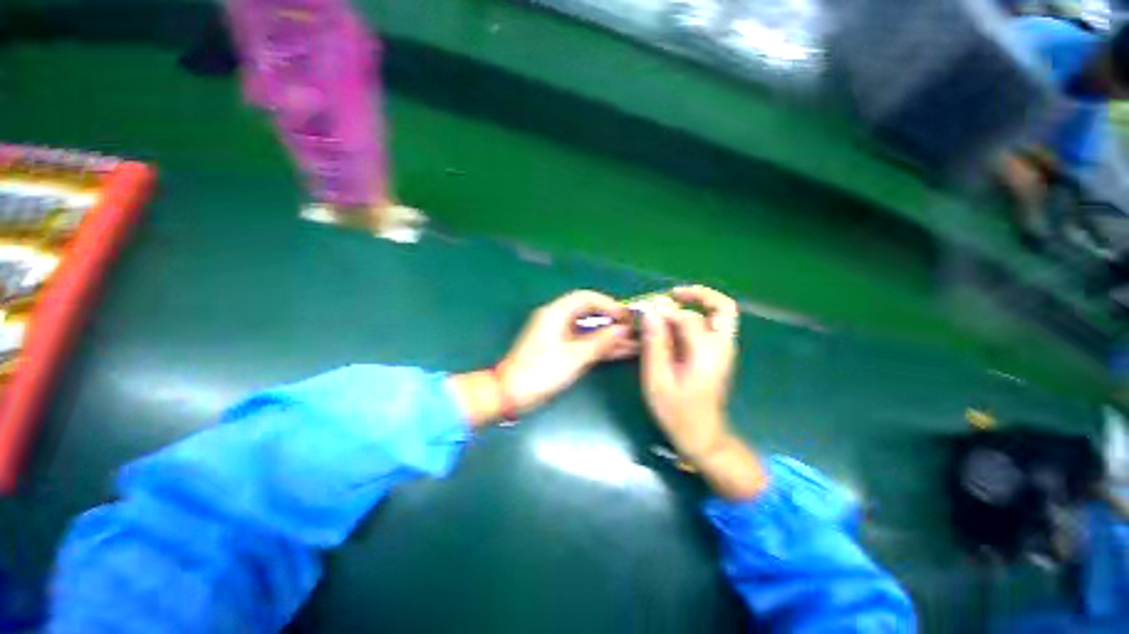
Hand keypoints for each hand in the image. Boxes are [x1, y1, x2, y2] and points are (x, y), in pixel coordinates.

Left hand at [499, 290, 635, 413]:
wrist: (511, 394)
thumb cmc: (542, 372)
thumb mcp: (575, 357)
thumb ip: (601, 342)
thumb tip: (623, 330)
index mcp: (556, 313)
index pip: (586, 298)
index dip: (609, 304)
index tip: (627, 317)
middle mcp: (557, 319)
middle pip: (589, 313)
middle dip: (612, 320)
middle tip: (634, 329)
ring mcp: (558, 334)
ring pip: (588, 329)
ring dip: (608, 335)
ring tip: (633, 342)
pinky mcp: (559, 348)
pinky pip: (583, 341)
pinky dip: (599, 346)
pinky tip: (619, 351)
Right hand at [640, 286, 766, 498]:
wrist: (702, 436)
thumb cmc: (677, 412)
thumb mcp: (658, 380)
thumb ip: (655, 345)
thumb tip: (650, 314)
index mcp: (707, 354)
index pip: (687, 318)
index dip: (664, 312)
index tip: (643, 313)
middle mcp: (722, 347)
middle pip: (723, 307)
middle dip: (698, 295)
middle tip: (673, 293)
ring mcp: (724, 350)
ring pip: (721, 314)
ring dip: (697, 304)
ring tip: (670, 305)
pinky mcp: (720, 355)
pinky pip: (713, 326)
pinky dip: (696, 317)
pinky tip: (674, 325)